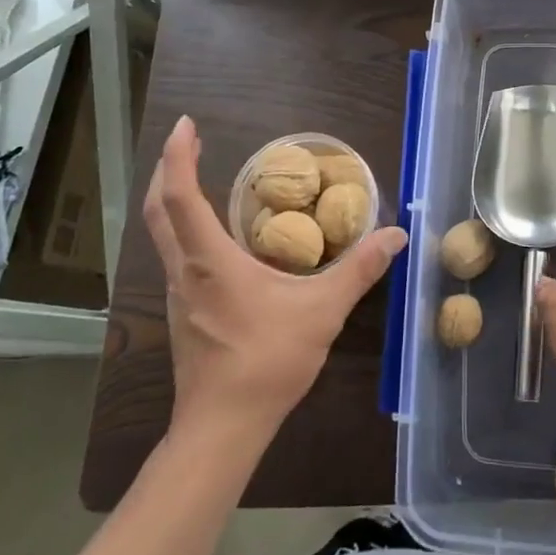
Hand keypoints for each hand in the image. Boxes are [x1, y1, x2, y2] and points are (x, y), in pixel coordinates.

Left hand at [144, 116, 406, 431]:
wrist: (221, 429)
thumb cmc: (266, 362)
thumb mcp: (323, 312)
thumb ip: (359, 270)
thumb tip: (396, 235)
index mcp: (210, 260)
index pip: (181, 196)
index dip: (179, 156)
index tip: (188, 125)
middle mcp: (186, 270)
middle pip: (160, 209)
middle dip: (168, 169)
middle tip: (191, 142)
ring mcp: (180, 295)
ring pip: (163, 234)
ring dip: (173, 199)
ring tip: (198, 178)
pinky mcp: (184, 313)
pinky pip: (177, 256)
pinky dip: (185, 228)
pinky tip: (217, 238)